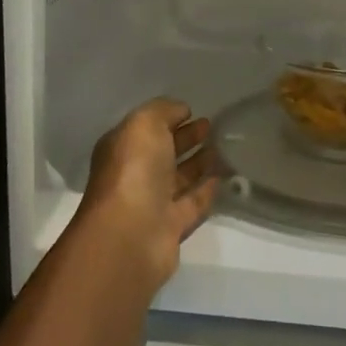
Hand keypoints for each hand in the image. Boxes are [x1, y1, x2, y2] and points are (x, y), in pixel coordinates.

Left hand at [75, 98, 218, 287]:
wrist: (131, 234)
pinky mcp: (171, 226)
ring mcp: (152, 202)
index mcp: (122, 149)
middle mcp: (135, 174)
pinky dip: (206, 190)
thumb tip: (181, 111)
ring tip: (223, 148)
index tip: (194, 111)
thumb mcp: (144, 124)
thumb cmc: (134, 170)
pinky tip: (223, 177)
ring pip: (179, 178)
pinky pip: (193, 203)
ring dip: (198, 163)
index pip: (146, 129)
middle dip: (186, 138)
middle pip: (163, 152)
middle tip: (212, 127)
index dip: (168, 118)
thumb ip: (163, 111)